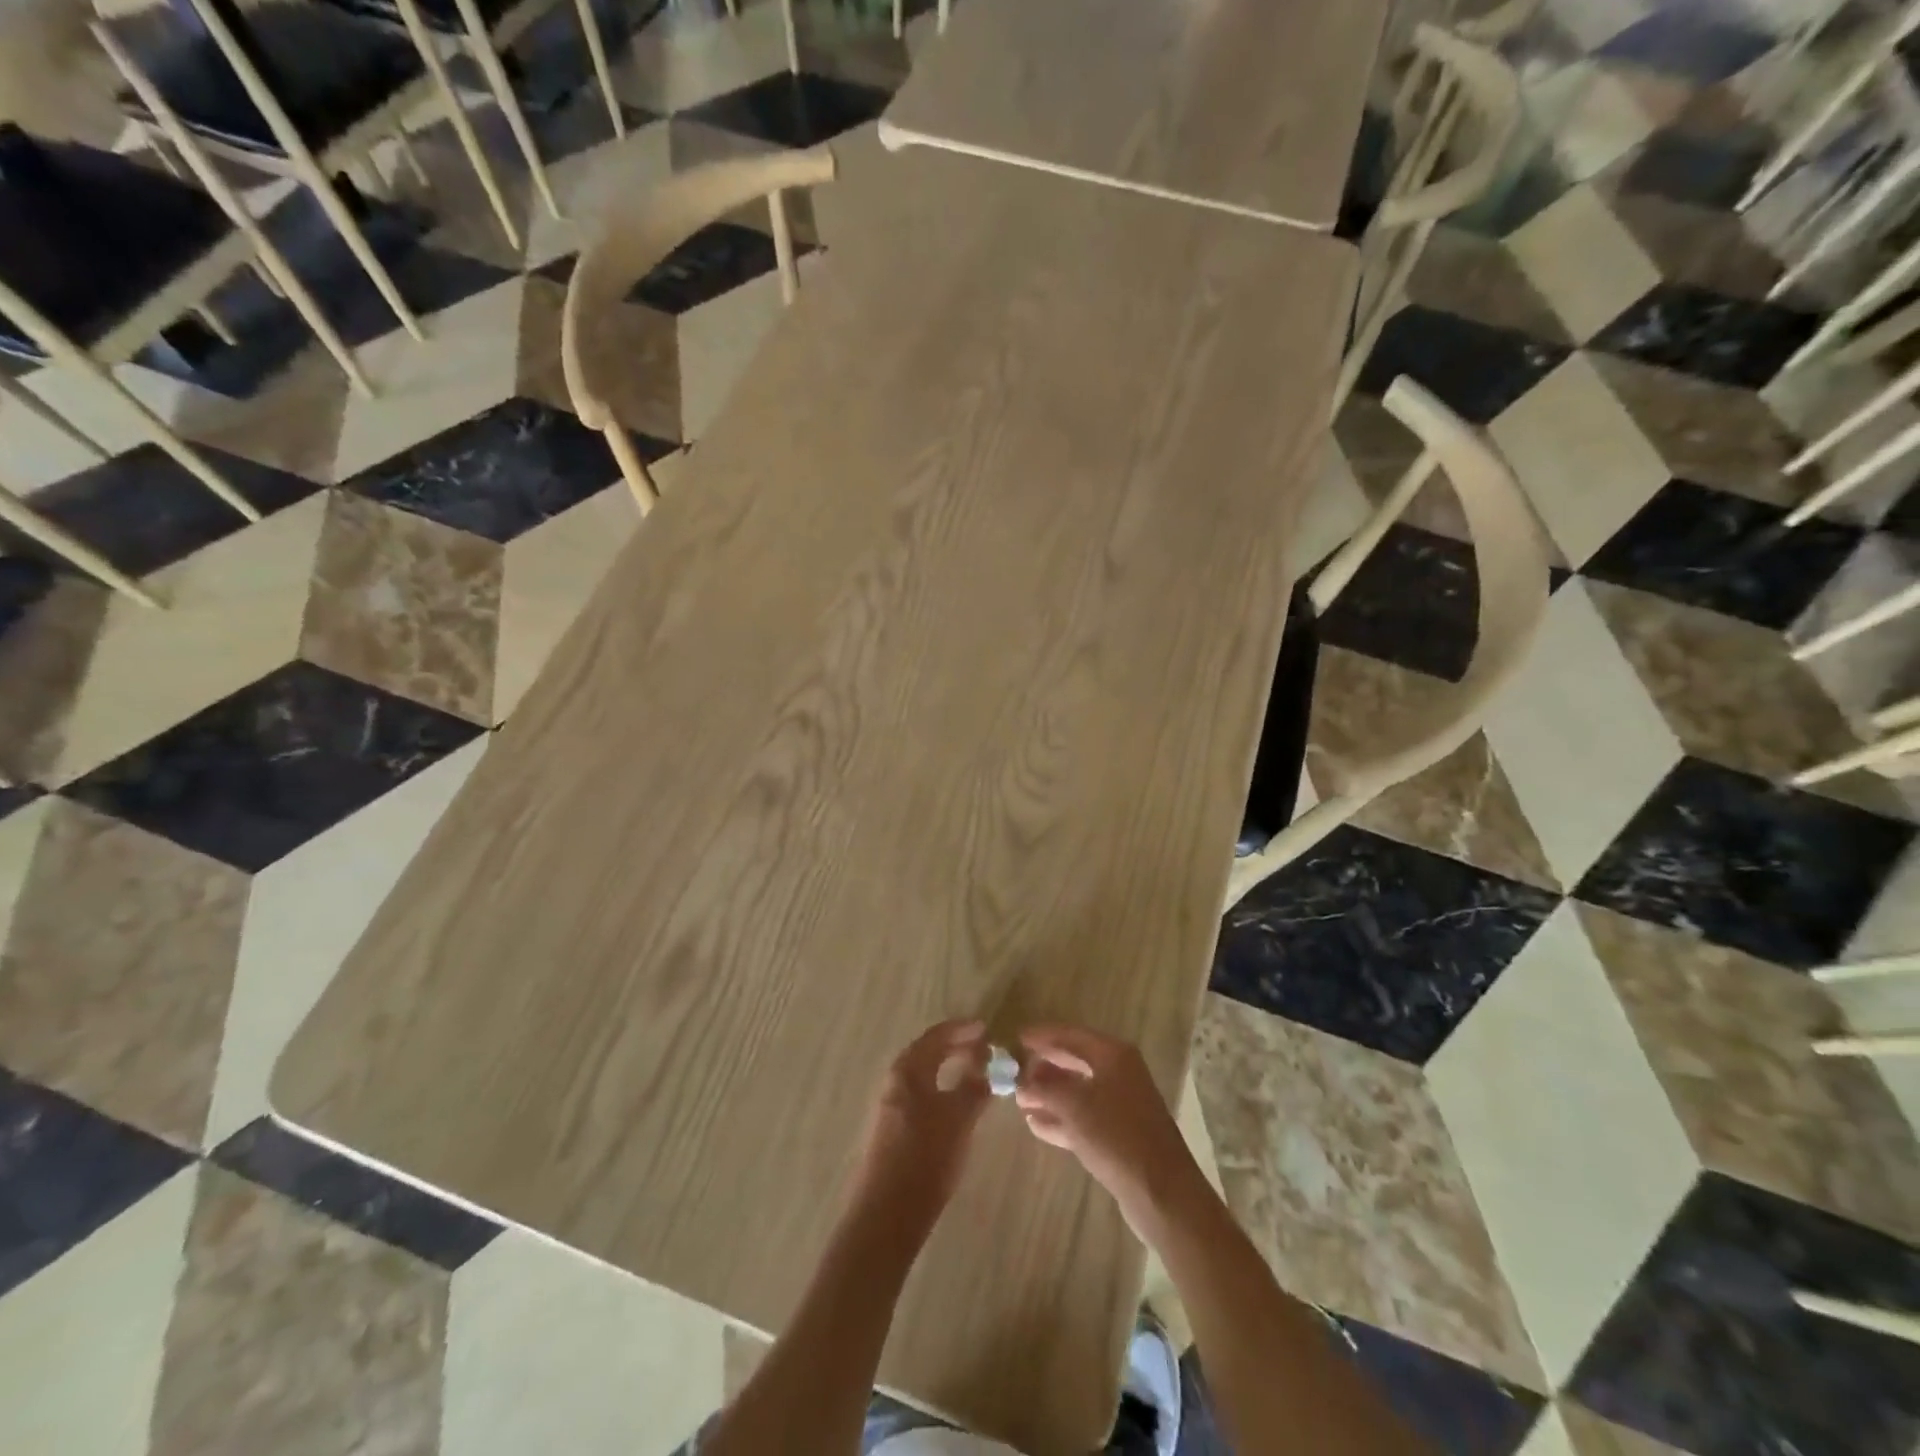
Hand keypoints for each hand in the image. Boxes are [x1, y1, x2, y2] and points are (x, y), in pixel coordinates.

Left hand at [853, 1020, 990, 1232]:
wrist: (888, 1214)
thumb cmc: (925, 1157)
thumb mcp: (958, 1119)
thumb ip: (974, 1088)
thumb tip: (988, 1066)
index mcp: (908, 1070)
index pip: (936, 1036)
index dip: (962, 1030)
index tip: (986, 1029)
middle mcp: (896, 1081)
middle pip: (928, 1053)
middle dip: (956, 1047)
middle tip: (985, 1050)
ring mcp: (893, 1105)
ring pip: (926, 1075)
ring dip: (950, 1069)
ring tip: (977, 1074)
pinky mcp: (895, 1129)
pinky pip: (923, 1095)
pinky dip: (943, 1089)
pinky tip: (958, 1103)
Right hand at [1015, 1024, 1199, 1231]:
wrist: (1162, 1193)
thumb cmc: (1117, 1136)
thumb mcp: (1074, 1106)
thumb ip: (1043, 1089)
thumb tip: (1020, 1081)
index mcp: (1113, 1055)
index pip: (1071, 1035)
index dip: (1042, 1036)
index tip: (1015, 1038)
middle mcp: (1119, 1073)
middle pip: (1074, 1061)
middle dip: (1045, 1066)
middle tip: (1015, 1070)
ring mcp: (1121, 1104)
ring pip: (1078, 1091)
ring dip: (1049, 1094)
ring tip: (1019, 1100)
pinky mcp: (1119, 1134)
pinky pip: (1083, 1117)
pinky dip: (1061, 1117)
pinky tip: (1035, 1124)